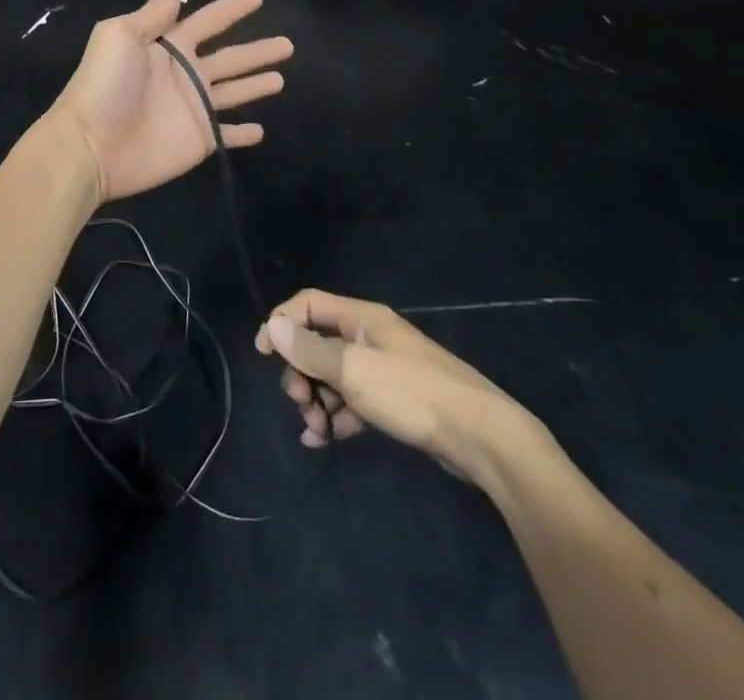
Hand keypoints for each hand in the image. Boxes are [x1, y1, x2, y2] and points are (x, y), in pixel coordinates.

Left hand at [48, 0, 291, 202]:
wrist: (90, 145)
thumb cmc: (105, 85)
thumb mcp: (122, 36)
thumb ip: (153, 12)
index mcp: (168, 46)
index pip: (208, 21)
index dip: (231, 9)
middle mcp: (185, 74)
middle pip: (230, 57)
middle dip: (257, 50)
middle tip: (288, 43)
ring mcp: (194, 108)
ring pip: (234, 92)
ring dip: (256, 84)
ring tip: (281, 77)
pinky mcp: (198, 140)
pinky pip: (226, 135)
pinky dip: (242, 133)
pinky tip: (261, 130)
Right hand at [254, 289, 550, 487]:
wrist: (481, 438)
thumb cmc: (412, 393)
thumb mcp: (354, 371)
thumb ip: (310, 350)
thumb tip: (272, 326)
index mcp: (361, 318)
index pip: (309, 304)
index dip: (282, 322)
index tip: (262, 353)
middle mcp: (370, 337)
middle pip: (317, 343)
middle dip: (300, 371)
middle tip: (299, 401)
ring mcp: (383, 369)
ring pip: (333, 376)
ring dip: (316, 399)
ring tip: (315, 430)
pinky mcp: (394, 401)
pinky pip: (352, 402)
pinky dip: (335, 416)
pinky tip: (324, 440)